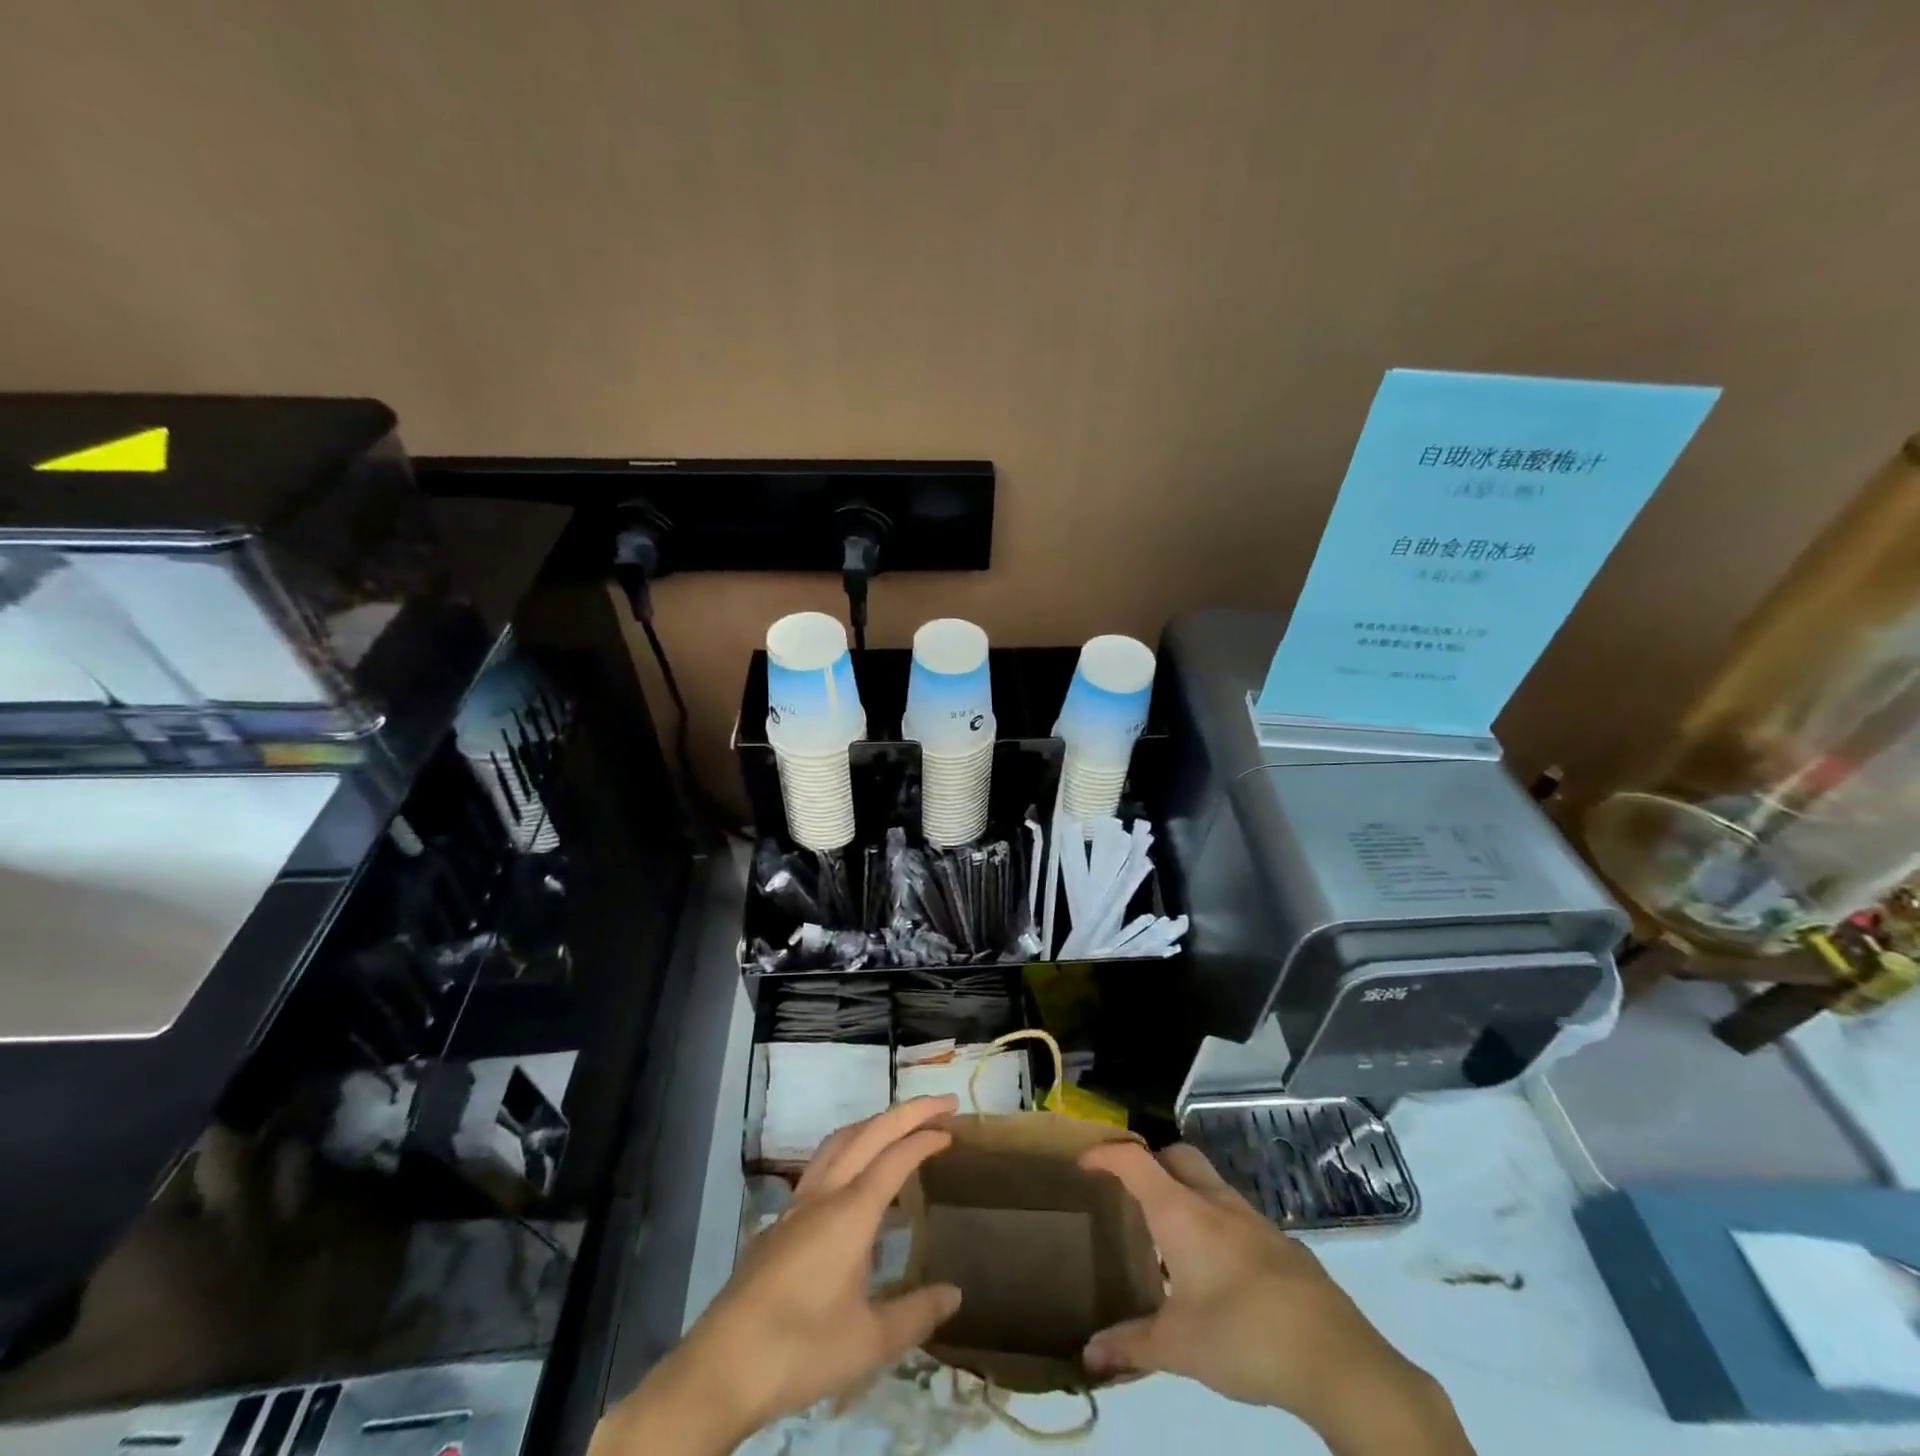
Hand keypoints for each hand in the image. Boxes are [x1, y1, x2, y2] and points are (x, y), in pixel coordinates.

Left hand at [593, 1097, 962, 1455]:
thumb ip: (916, 1314)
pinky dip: (850, 1149)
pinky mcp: (781, 1221)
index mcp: (850, 1212)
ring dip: (874, 1124)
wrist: (722, 1366)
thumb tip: (955, 1294)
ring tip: (901, 1126)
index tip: (951, 1128)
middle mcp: (824, 1194)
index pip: (895, 1158)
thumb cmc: (800, 1349)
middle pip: (869, 1133)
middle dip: (907, 1112)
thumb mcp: (868, 1342)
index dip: (925, 1138)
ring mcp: (798, 1204)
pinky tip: (857, 1178)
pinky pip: (823, 1163)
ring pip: (840, 1141)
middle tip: (942, 1103)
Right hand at [1079, 1143, 1473, 1455]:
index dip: (1105, 1154)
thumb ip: (1131, 1346)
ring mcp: (1253, 1218)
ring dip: (1184, 1193)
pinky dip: (1214, 1223)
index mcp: (1181, 1212)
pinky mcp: (1282, 1243)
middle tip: (1130, 1192)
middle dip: (1150, 1162)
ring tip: (1170, 1236)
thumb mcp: (1178, 1347)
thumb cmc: (1244, 1338)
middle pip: (1176, 1155)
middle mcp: (1215, 1201)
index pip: (1134, 1160)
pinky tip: (1217, 1269)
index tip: (1084, 1165)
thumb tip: (1088, 1356)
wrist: (1337, 1359)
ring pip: (1209, 1183)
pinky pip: (1235, 1214)